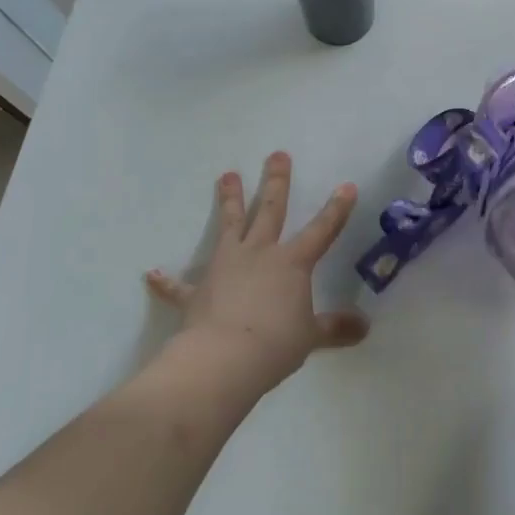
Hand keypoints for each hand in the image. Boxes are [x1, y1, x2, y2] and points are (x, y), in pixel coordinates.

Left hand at [147, 153, 369, 392]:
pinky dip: (166, 281)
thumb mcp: (311, 337)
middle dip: (276, 181)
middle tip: (277, 155)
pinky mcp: (197, 291)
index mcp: (292, 263)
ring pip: (229, 226)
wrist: (223, 360)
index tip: (346, 186)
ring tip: (227, 175)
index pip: (322, 230)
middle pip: (270, 210)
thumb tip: (364, 328)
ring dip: (228, 201)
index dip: (336, 209)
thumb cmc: (275, 345)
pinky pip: (179, 285)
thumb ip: (335, 329)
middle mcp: (260, 254)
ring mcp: (226, 267)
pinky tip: (151, 274)